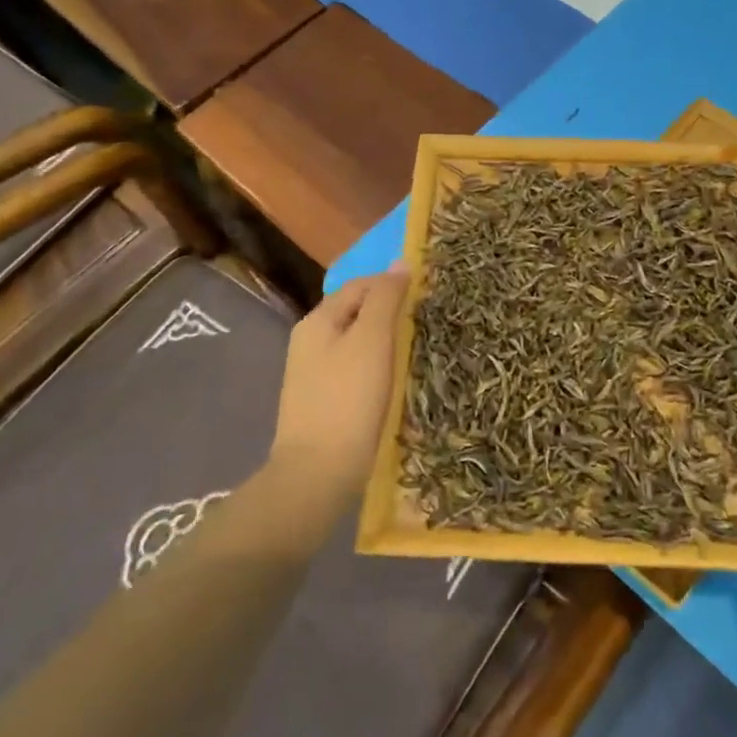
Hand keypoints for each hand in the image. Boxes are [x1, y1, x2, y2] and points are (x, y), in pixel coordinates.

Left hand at [271, 268, 408, 489]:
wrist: (318, 474)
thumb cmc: (348, 399)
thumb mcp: (372, 340)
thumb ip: (386, 298)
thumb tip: (400, 263)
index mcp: (318, 321)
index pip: (360, 285)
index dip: (392, 285)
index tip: (426, 297)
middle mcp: (310, 341)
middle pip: (357, 312)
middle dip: (390, 313)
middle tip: (424, 324)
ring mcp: (314, 373)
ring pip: (357, 341)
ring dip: (386, 341)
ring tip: (415, 350)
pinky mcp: (324, 400)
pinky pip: (355, 368)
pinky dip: (377, 366)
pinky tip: (394, 381)